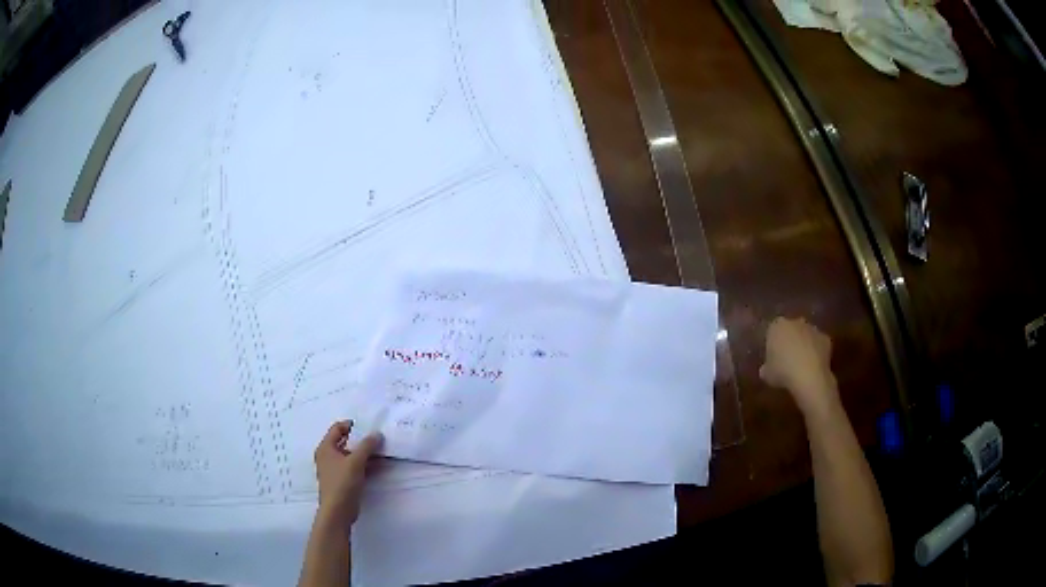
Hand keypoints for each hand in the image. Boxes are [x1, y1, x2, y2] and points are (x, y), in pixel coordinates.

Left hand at [313, 420, 382, 528]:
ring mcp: (335, 469)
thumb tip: (377, 434)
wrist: (338, 511)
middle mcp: (328, 456)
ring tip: (383, 452)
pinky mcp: (343, 481)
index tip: (369, 427)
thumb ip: (367, 446)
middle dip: (362, 441)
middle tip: (379, 439)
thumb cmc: (342, 482)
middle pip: (345, 442)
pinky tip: (379, 466)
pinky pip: (354, 467)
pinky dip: (365, 465)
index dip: (352, 425)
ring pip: (351, 456)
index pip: (338, 428)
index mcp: (326, 447)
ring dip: (365, 454)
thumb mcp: (356, 461)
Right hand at [760, 317, 838, 415]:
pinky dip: (817, 352)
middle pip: (791, 329)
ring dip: (804, 345)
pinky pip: (818, 344)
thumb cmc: (783, 371)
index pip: (772, 331)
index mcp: (777, 326)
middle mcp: (795, 322)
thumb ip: (766, 368)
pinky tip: (813, 366)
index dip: (773, 343)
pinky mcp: (825, 338)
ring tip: (802, 363)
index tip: (773, 356)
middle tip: (787, 358)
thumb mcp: (767, 374)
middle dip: (790, 340)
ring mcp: (812, 329)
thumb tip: (765, 369)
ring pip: (806, 335)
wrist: (809, 376)